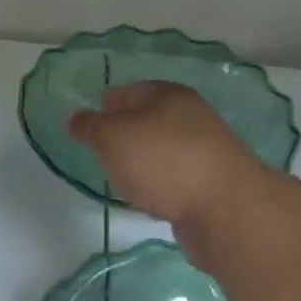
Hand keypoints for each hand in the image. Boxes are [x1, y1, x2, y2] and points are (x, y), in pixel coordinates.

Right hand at [66, 82, 260, 234]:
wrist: (225, 209)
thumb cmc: (163, 161)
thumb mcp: (113, 136)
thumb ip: (89, 126)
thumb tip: (74, 118)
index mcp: (169, 96)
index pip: (130, 90)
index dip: (107, 101)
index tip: (88, 119)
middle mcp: (190, 118)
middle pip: (149, 119)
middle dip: (124, 130)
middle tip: (98, 148)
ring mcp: (204, 152)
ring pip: (162, 149)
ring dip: (142, 159)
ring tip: (118, 173)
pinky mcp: (210, 184)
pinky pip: (174, 177)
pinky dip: (158, 182)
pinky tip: (146, 195)